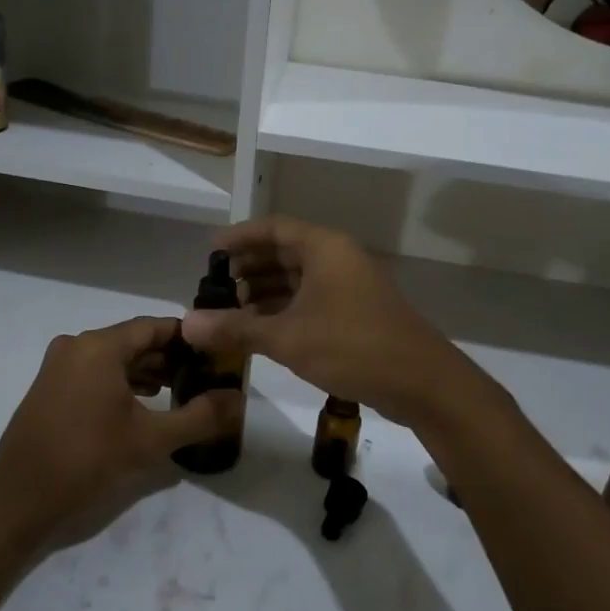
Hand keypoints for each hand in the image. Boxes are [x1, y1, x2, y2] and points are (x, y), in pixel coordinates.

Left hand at [0, 317, 240, 549]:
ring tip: (182, 390)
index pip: (155, 327)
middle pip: (134, 340)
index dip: (189, 338)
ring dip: (148, 371)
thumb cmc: (86, 461)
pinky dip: (123, 383)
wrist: (16, 500)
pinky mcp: (50, 388)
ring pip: (115, 358)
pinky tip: (145, 404)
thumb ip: (200, 416)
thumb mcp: (152, 440)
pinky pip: (96, 373)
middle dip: (171, 357)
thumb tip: (237, 399)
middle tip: (205, 375)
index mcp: (99, 346)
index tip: (217, 353)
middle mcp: (77, 345)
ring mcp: (59, 366)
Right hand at [181, 216, 499, 429]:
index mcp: (324, 248)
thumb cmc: (352, 346)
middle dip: (249, 267)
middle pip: (285, 251)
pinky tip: (262, 329)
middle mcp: (337, 258)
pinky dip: (285, 309)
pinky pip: (311, 299)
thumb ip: (235, 328)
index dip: (240, 237)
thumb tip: (187, 324)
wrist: (422, 382)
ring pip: (298, 278)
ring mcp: (349, 286)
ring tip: (231, 311)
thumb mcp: (287, 338)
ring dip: (265, 291)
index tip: (210, 251)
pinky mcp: (356, 312)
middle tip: (216, 287)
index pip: (273, 228)